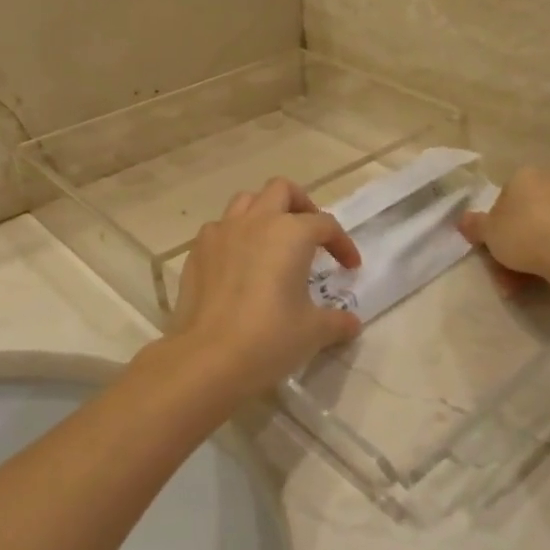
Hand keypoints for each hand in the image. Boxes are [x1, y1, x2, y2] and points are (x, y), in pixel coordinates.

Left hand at [169, 177, 362, 397]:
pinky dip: (234, 237)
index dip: (342, 244)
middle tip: (310, 235)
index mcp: (291, 233)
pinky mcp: (197, 251)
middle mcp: (256, 222)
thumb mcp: (313, 332)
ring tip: (273, 242)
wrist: (207, 358)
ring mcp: (222, 233)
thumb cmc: (269, 338)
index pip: (325, 225)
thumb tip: (351, 324)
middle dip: (301, 205)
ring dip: (264, 213)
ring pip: (246, 201)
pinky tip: (239, 264)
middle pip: (282, 191)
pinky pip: (219, 229)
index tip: (350, 268)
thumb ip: (337, 321)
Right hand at [459, 167, 549, 283]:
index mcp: (525, 176)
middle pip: (527, 217)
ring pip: (548, 230)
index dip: (497, 229)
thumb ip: (474, 225)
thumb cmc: (523, 235)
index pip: (504, 201)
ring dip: (535, 255)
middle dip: (515, 247)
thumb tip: (463, 220)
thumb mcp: (488, 233)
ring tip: (526, 286)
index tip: (495, 251)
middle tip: (507, 276)